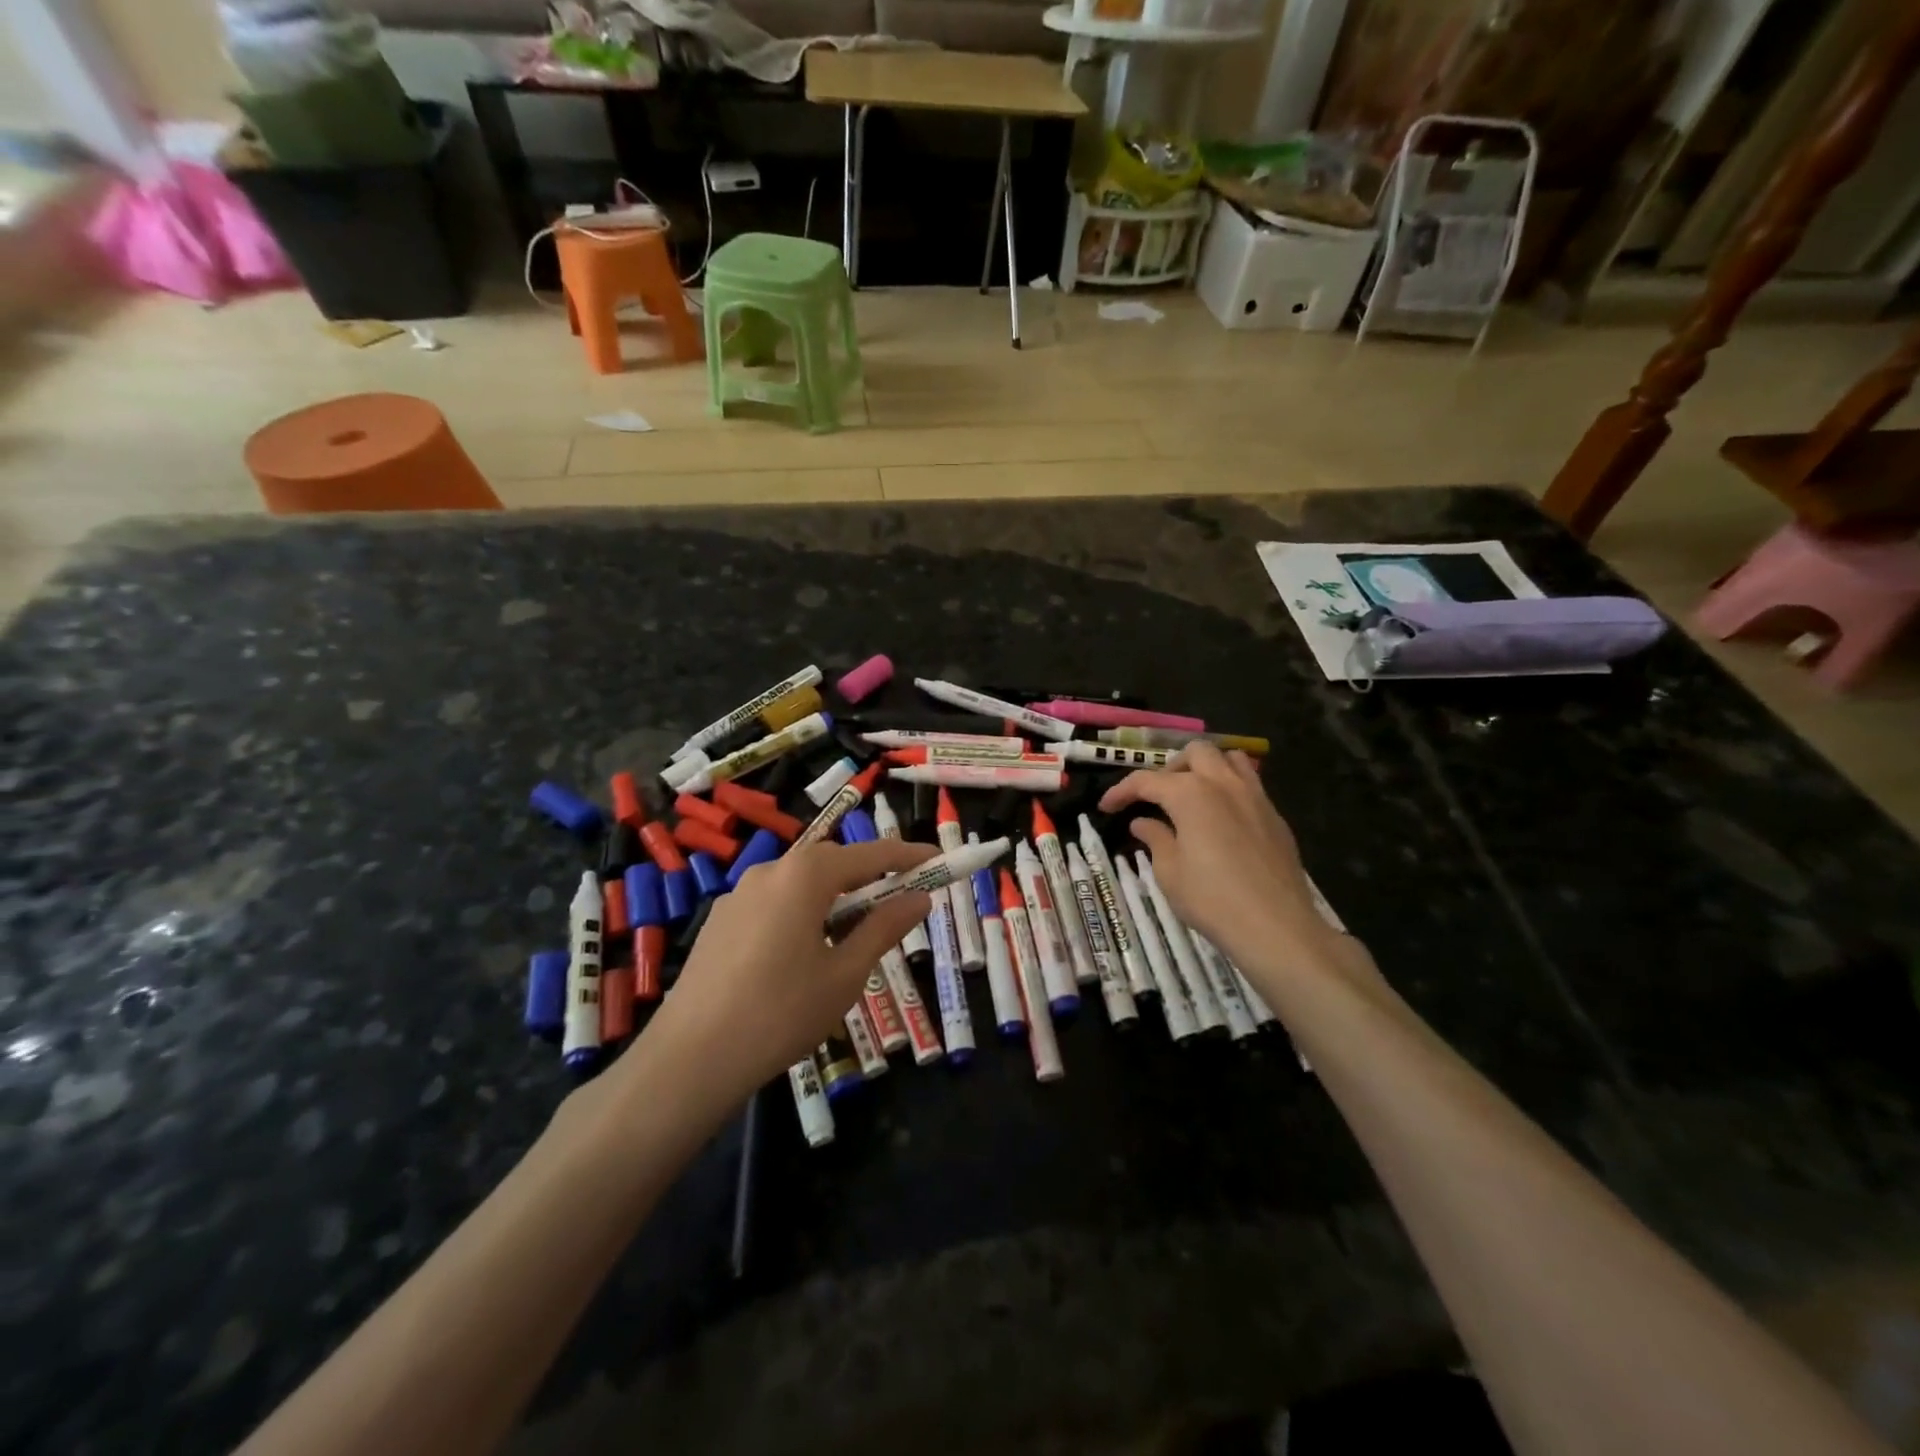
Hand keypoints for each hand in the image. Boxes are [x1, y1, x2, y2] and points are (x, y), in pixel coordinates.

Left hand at [614, 839, 935, 1124]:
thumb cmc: (781, 1013)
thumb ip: (884, 928)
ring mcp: (739, 894)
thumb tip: (919, 899)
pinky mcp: (720, 921)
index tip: (938, 860)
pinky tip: (803, 954)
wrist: (690, 1058)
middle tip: (900, 903)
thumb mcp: (845, 973)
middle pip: (832, 863)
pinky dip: (802, 913)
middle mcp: (770, 870)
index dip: (908, 856)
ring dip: (834, 898)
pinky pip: (774, 903)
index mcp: (805, 875)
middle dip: (869, 878)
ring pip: (800, 884)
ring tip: (853, 935)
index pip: (870, 854)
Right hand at [1098, 744, 1332, 983]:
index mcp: (1190, 794)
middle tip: (1156, 797)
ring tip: (1192, 796)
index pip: (1146, 781)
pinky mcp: (1275, 816)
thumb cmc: (1212, 900)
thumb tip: (1143, 822)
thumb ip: (1155, 838)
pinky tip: (1221, 819)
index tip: (1106, 807)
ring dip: (1206, 768)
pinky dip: (1229, 788)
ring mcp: (1255, 796)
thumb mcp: (1170, 872)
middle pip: (1194, 753)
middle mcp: (1223, 784)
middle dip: (1170, 768)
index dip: (1121, 791)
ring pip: (1229, 758)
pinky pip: (1250, 784)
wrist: (1276, 927)